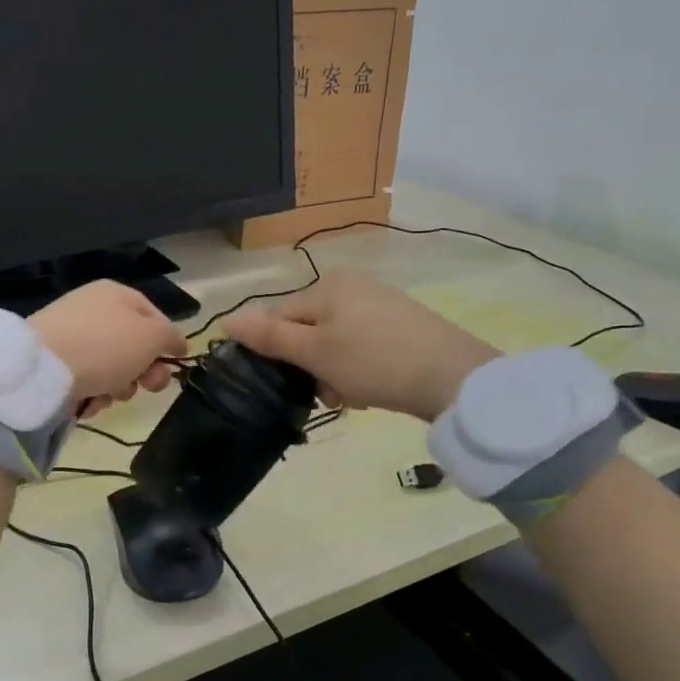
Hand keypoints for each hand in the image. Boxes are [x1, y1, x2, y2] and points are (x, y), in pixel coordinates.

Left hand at [29, 281, 188, 413]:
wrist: (43, 369)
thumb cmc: (106, 345)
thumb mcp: (152, 336)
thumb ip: (171, 337)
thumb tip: (178, 343)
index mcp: (116, 293)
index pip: (155, 316)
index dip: (167, 342)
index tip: (173, 367)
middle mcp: (92, 309)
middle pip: (133, 346)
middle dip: (143, 371)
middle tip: (145, 387)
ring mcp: (70, 336)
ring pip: (111, 368)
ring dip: (118, 387)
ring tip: (108, 394)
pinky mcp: (54, 363)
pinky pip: (86, 380)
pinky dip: (92, 393)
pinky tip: (87, 400)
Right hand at [223, 270, 499, 419]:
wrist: (453, 377)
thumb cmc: (374, 360)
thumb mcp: (315, 352)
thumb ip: (269, 336)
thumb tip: (226, 320)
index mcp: (327, 285)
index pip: (278, 317)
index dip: (277, 353)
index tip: (291, 384)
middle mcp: (351, 286)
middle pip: (307, 331)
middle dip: (310, 367)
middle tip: (328, 393)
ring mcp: (379, 305)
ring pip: (334, 344)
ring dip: (333, 374)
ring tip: (353, 396)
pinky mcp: (401, 326)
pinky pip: (361, 348)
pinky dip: (359, 370)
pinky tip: (372, 389)